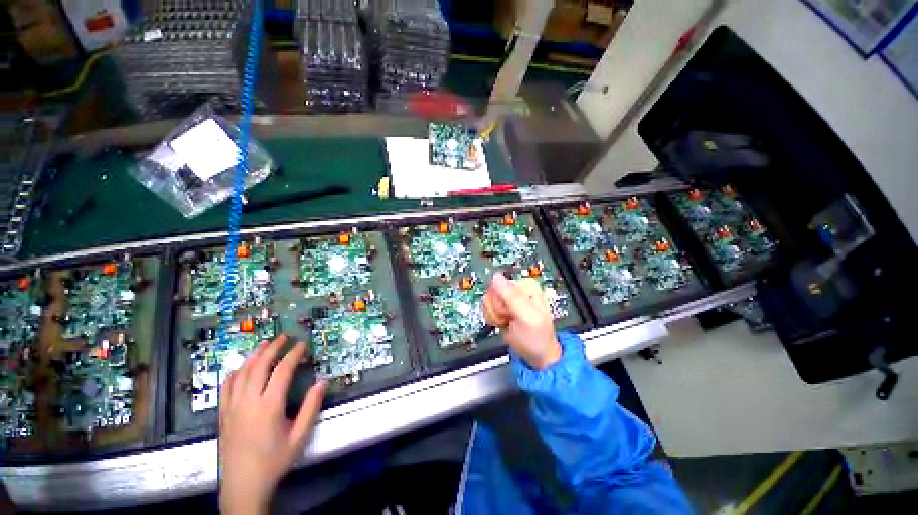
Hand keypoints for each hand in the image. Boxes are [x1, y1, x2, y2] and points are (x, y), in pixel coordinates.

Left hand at [219, 335, 327, 514]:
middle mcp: (248, 402)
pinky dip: (235, 372)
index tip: (302, 345)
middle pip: (259, 366)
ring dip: (253, 356)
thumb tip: (323, 382)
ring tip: (264, 344)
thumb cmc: (274, 461)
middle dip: (272, 348)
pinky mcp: (223, 414)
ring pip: (241, 373)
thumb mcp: (299, 437)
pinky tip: (241, 367)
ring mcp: (232, 407)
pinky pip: (226, 387)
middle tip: (284, 337)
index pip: (282, 371)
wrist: (243, 485)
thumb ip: (311, 408)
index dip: (293, 355)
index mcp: (269, 407)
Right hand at [482, 273, 561, 368]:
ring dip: (495, 315)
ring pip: (487, 299)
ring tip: (508, 321)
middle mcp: (515, 288)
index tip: (511, 312)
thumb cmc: (537, 338)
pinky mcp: (500, 306)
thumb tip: (496, 277)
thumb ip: (512, 296)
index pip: (499, 284)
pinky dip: (492, 318)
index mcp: (526, 285)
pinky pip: (487, 307)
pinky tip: (504, 322)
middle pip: (492, 292)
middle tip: (511, 318)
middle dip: (498, 310)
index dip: (502, 302)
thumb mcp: (527, 317)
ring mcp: (507, 297)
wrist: (536, 355)